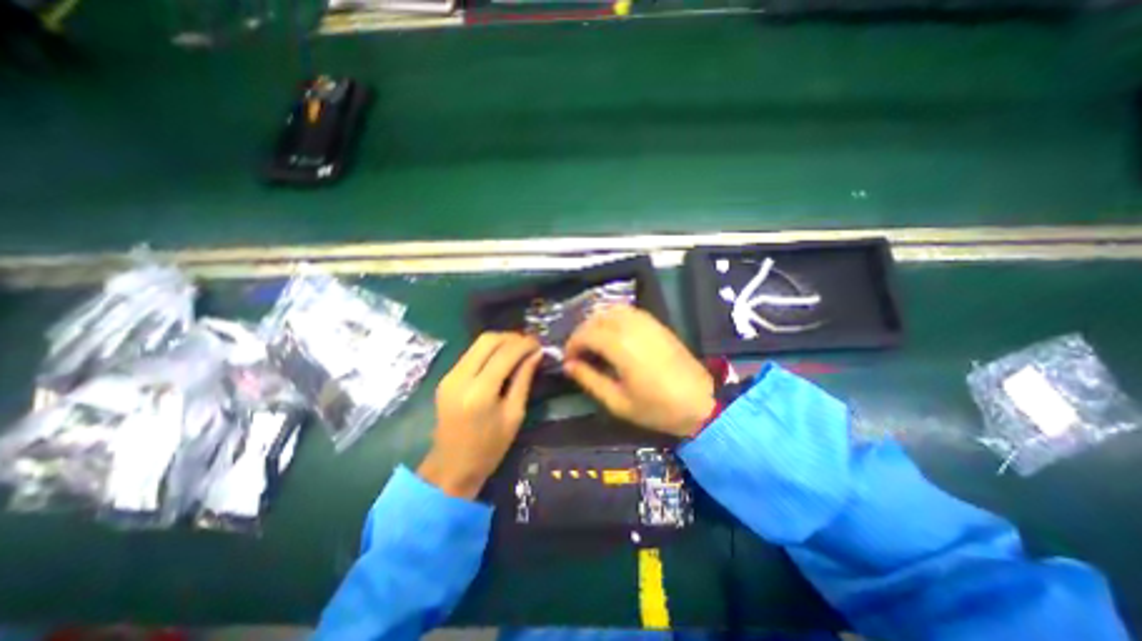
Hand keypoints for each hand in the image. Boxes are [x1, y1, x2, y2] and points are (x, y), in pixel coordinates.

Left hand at [418, 334, 542, 501]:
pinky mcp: (446, 378)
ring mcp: (449, 376)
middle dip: (511, 337)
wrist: (451, 467)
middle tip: (529, 344)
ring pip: (477, 343)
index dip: (525, 344)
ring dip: (500, 342)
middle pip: (487, 340)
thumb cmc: (489, 448)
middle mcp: (460, 378)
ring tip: (519, 349)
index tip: (540, 344)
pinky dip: (489, 350)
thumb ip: (524, 379)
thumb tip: (536, 354)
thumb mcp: (514, 415)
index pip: (505, 353)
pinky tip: (502, 358)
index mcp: (480, 392)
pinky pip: (471, 353)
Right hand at [564, 307, 711, 438]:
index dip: (572, 344)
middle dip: (582, 333)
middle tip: (579, 353)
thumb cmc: (657, 407)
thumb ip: (590, 380)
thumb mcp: (617, 402)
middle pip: (597, 318)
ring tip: (594, 342)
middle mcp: (632, 327)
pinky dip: (614, 317)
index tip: (568, 360)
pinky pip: (629, 311)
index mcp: (621, 347)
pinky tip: (614, 334)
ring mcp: (647, 322)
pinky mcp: (657, 323)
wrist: (701, 402)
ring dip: (597, 322)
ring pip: (612, 310)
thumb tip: (569, 365)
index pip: (586, 334)